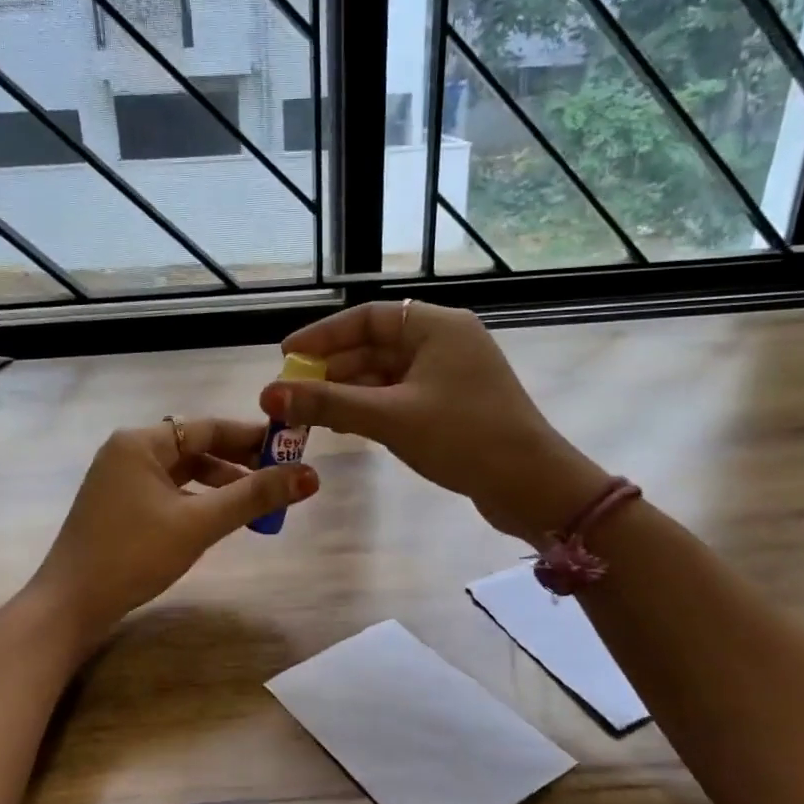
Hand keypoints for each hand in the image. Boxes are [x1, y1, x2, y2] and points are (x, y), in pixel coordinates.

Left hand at [31, 418, 317, 643]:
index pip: (207, 427)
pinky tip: (220, 517)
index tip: (291, 449)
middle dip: (239, 463)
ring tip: (258, 503)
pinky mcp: (120, 506)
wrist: (70, 606)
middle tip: (281, 478)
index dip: (252, 437)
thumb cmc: (133, 555)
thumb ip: (253, 497)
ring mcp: (121, 480)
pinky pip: (170, 491)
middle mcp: (128, 452)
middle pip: (196, 447)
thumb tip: (310, 475)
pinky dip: (198, 500)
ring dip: (221, 484)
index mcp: (140, 442)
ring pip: (184, 472)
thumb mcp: (199, 524)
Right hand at [260, 302, 601, 542]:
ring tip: (309, 415)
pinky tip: (344, 427)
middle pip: (374, 346)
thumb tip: (270, 396)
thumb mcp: (390, 418)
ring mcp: (450, 375)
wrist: (532, 486)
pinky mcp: (452, 405)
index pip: (367, 317)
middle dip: (331, 370)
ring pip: (385, 374)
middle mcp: (444, 341)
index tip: (286, 357)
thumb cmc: (464, 438)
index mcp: (437, 326)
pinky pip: (399, 396)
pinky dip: (370, 408)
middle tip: (290, 394)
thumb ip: (329, 404)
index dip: (323, 335)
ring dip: (348, 392)